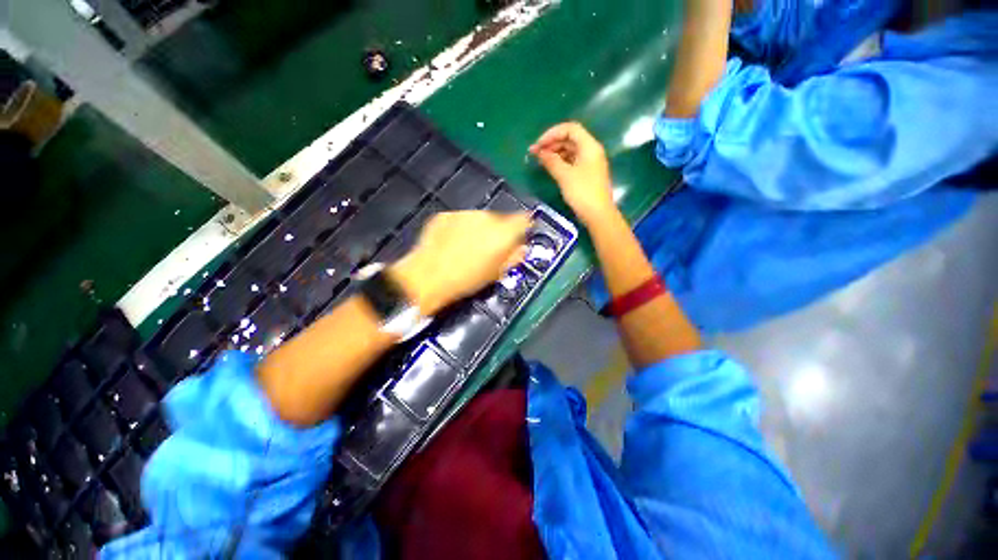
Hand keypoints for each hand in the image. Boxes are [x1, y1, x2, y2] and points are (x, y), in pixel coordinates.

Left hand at [390, 211, 529, 314]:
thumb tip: (521, 249)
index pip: (523, 220)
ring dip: (478, 229)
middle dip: (497, 232)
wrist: (428, 278)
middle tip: (488, 249)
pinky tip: (452, 244)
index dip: (523, 228)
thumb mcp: (495, 274)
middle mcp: (486, 217)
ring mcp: (464, 214)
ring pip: (479, 219)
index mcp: (503, 233)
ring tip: (467, 248)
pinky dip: (460, 229)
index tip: (518, 237)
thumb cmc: (467, 281)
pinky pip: (461, 220)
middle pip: (500, 219)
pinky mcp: (446, 215)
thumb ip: (512, 257)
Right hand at [529, 122, 616, 225]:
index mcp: (589, 146)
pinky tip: (550, 167)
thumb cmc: (582, 192)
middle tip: (535, 153)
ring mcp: (590, 162)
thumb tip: (540, 152)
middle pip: (570, 139)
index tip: (538, 145)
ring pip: (570, 150)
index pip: (570, 129)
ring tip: (540, 161)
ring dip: (555, 152)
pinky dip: (560, 161)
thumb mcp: (564, 175)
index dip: (552, 133)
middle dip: (552, 143)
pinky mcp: (587, 173)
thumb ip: (551, 161)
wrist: (598, 214)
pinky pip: (572, 161)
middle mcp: (591, 150)